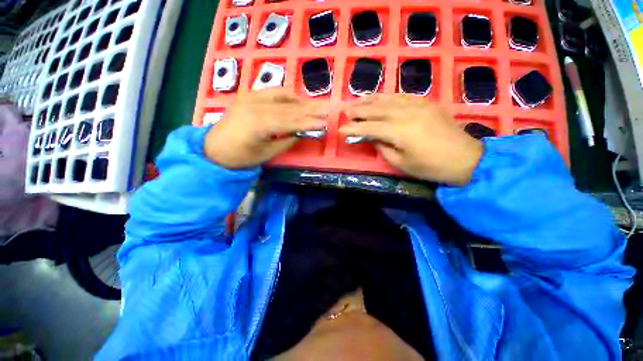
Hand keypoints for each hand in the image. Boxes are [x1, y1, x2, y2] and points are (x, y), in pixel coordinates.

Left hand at [204, 89, 326, 168]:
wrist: (212, 149)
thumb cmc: (239, 157)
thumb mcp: (266, 154)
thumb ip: (286, 141)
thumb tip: (301, 133)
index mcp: (258, 123)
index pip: (291, 121)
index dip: (310, 122)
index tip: (325, 122)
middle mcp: (255, 105)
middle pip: (289, 107)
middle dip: (310, 109)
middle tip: (327, 108)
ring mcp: (250, 97)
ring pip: (282, 96)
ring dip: (301, 101)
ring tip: (316, 105)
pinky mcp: (247, 96)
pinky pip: (272, 92)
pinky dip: (287, 96)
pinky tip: (297, 99)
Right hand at [340, 95, 482, 185]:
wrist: (465, 159)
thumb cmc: (430, 167)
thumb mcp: (401, 163)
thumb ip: (382, 147)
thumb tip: (370, 137)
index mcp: (401, 132)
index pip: (370, 127)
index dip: (354, 128)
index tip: (341, 129)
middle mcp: (408, 113)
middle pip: (377, 109)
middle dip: (359, 110)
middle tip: (345, 110)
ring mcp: (419, 105)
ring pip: (389, 99)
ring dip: (371, 100)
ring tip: (357, 100)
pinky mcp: (427, 103)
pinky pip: (403, 96)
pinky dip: (388, 96)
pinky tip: (380, 98)